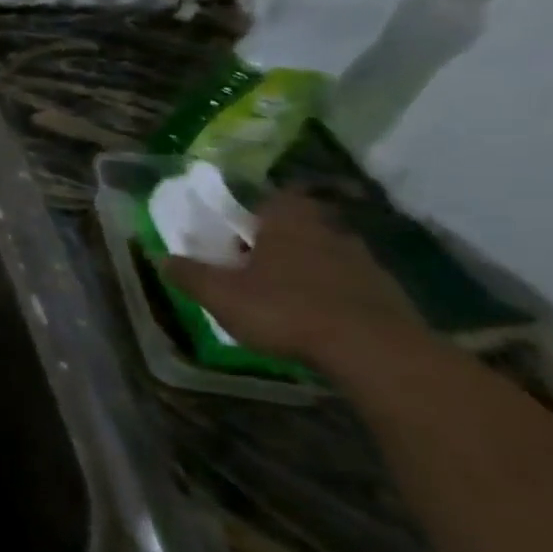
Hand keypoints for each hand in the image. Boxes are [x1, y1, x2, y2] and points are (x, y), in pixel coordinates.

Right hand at [163, 191, 424, 371]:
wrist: (374, 352)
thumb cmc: (285, 309)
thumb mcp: (220, 294)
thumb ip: (189, 274)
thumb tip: (161, 258)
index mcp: (289, 223)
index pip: (277, 199)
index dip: (259, 208)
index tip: (242, 225)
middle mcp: (331, 234)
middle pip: (302, 228)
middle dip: (280, 242)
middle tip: (254, 263)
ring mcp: (367, 265)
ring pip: (328, 257)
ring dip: (308, 270)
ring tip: (283, 295)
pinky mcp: (390, 298)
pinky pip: (351, 287)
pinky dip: (333, 296)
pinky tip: (316, 318)